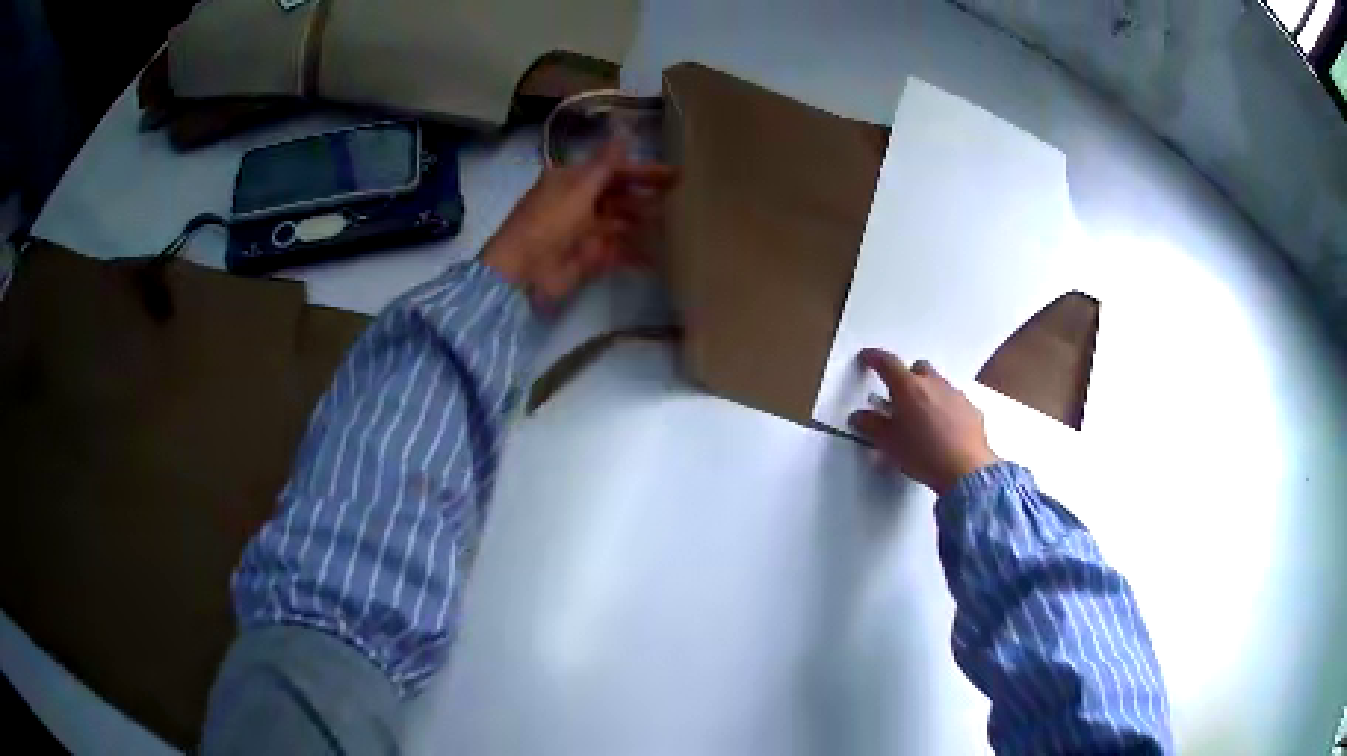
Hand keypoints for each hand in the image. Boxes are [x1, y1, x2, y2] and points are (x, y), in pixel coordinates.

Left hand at [481, 139, 677, 305]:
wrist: (523, 273)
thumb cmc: (548, 222)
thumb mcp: (578, 188)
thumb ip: (605, 163)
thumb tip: (624, 131)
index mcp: (571, 182)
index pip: (613, 172)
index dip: (643, 172)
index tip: (674, 175)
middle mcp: (579, 204)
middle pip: (619, 198)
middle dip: (647, 198)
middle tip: (682, 201)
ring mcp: (584, 233)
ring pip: (622, 224)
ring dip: (646, 224)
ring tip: (677, 226)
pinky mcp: (590, 260)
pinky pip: (619, 253)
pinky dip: (638, 254)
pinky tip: (661, 254)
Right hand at [848, 349, 999, 495]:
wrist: (965, 470)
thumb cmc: (924, 455)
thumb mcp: (889, 444)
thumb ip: (872, 426)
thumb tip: (860, 417)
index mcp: (908, 387)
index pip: (887, 363)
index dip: (874, 358)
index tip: (866, 358)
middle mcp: (933, 383)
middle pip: (917, 368)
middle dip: (907, 378)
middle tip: (898, 398)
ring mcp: (955, 394)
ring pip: (937, 383)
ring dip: (927, 393)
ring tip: (921, 418)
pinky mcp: (971, 409)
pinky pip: (954, 400)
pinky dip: (945, 407)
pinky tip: (942, 429)